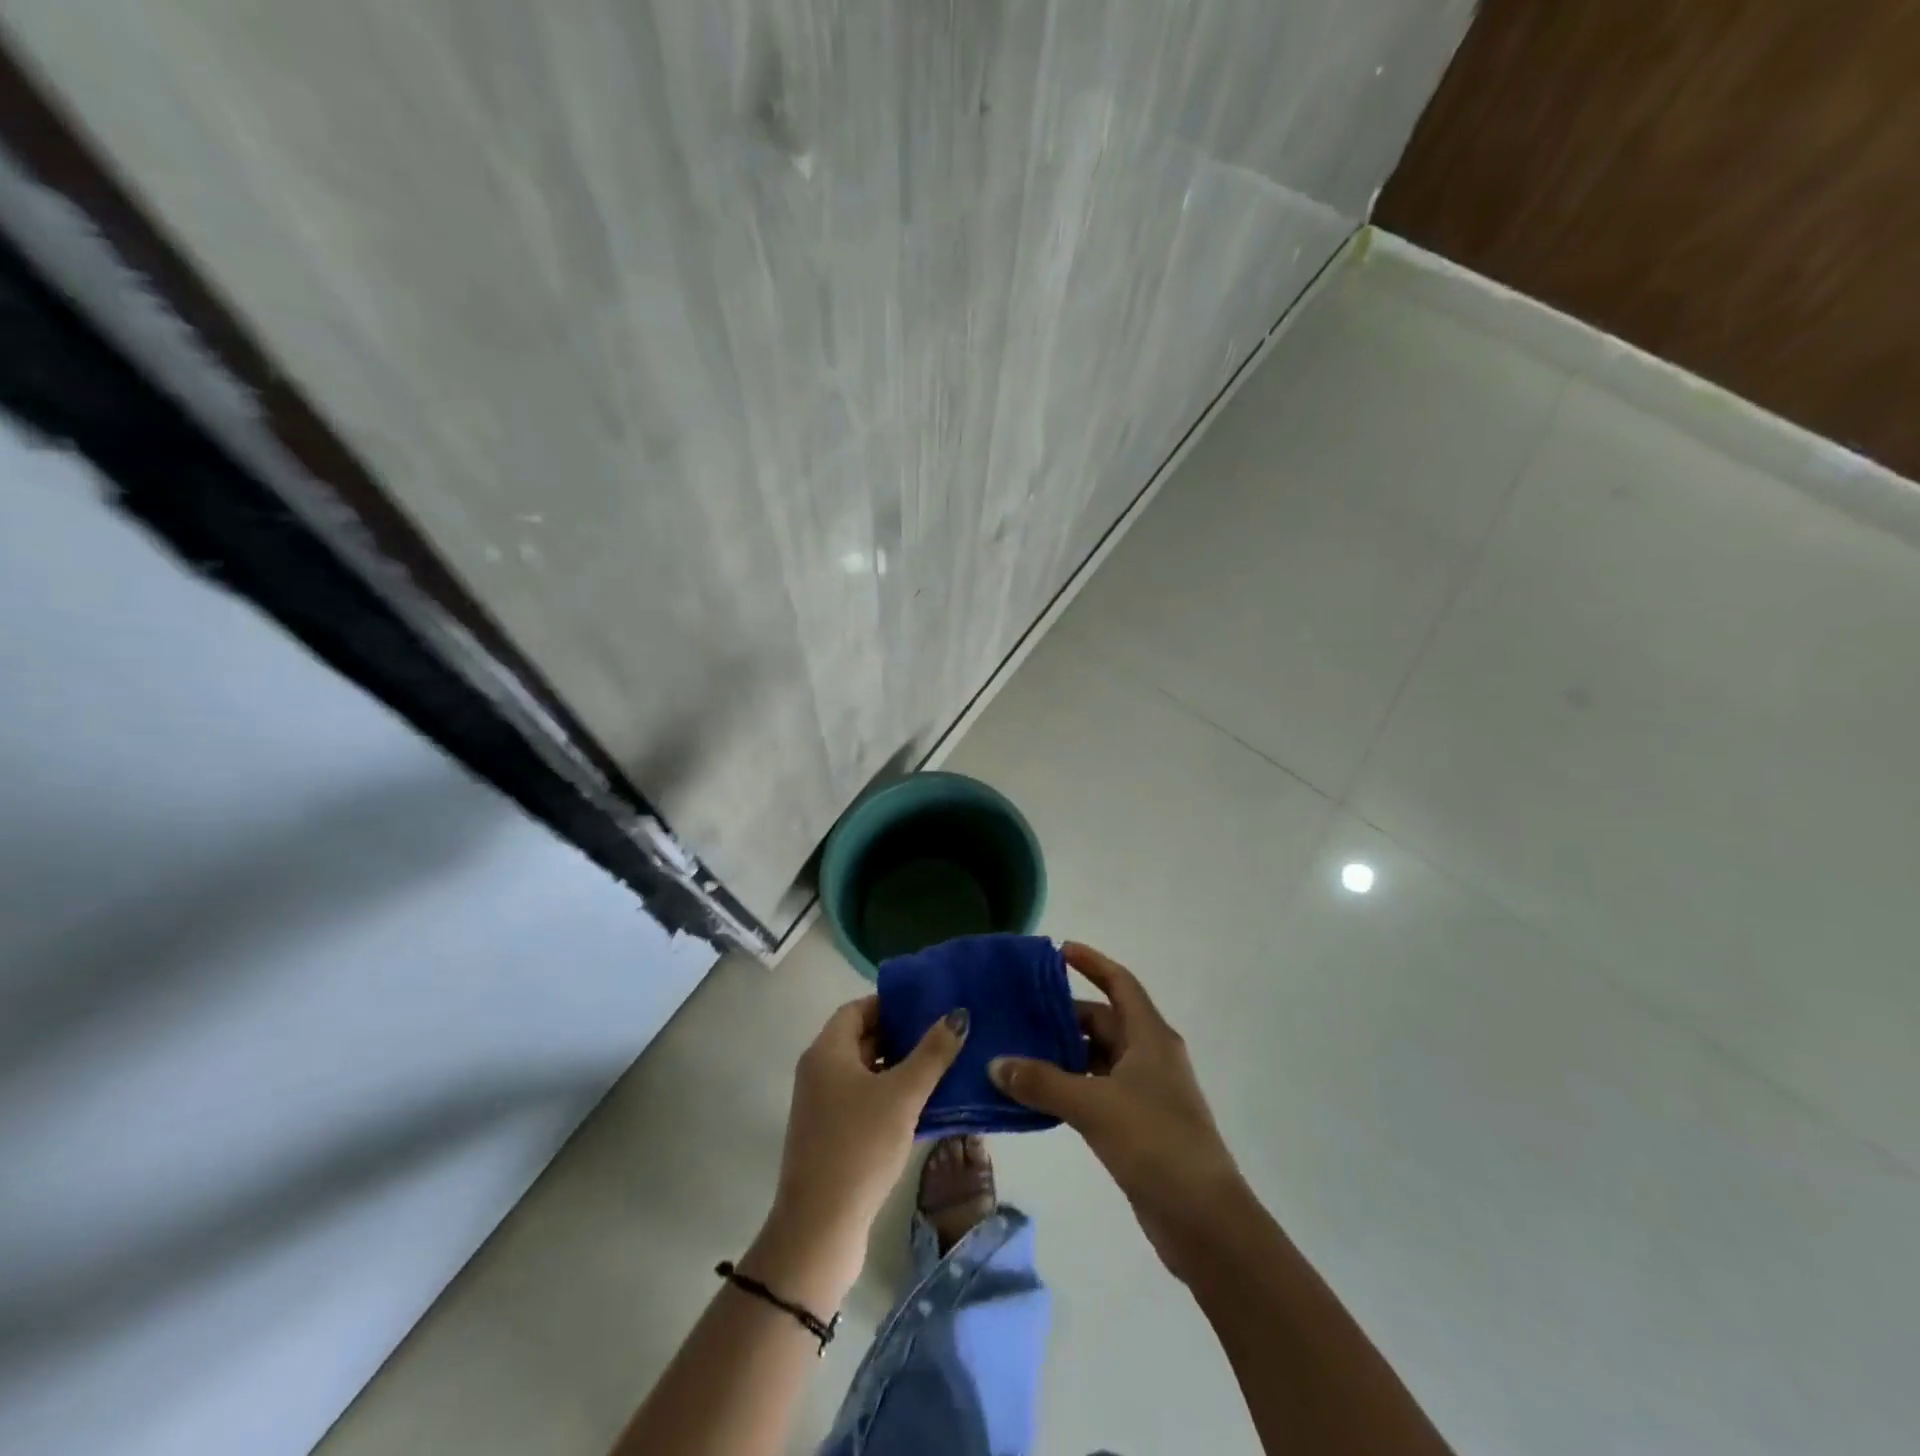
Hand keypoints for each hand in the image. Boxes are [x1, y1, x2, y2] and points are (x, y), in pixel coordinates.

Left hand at [743, 997, 967, 1310]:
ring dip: (900, 1068)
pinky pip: (864, 1101)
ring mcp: (823, 1106)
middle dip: (901, 1036)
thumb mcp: (902, 1095)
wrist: (820, 1228)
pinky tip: (925, 1107)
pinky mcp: (832, 1136)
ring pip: (865, 1072)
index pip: (858, 1008)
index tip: (928, 1007)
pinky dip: (891, 1097)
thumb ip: (932, 1053)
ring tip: (943, 1066)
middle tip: (943, 1034)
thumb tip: (958, 1015)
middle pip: (862, 1038)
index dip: (891, 1004)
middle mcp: (819, 1072)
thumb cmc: (859, 1147)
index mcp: (827, 1051)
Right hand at [989, 942, 1242, 1280]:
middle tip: (1020, 1011)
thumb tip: (996, 1063)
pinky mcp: (1138, 1125)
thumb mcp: (1094, 1105)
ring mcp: (1145, 1092)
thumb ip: (1043, 1082)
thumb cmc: (1154, 1142)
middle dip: (1064, 1015)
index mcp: (1150, 1036)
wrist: (1204, 1220)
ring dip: (1063, 1054)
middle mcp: (1149, 1056)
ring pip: (1098, 1058)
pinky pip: (1097, 1090)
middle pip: (1103, 1020)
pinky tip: (1037, 1095)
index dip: (1092, 963)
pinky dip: (1070, 1086)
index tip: (1059, 950)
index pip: (1119, 983)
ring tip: (1018, 1050)